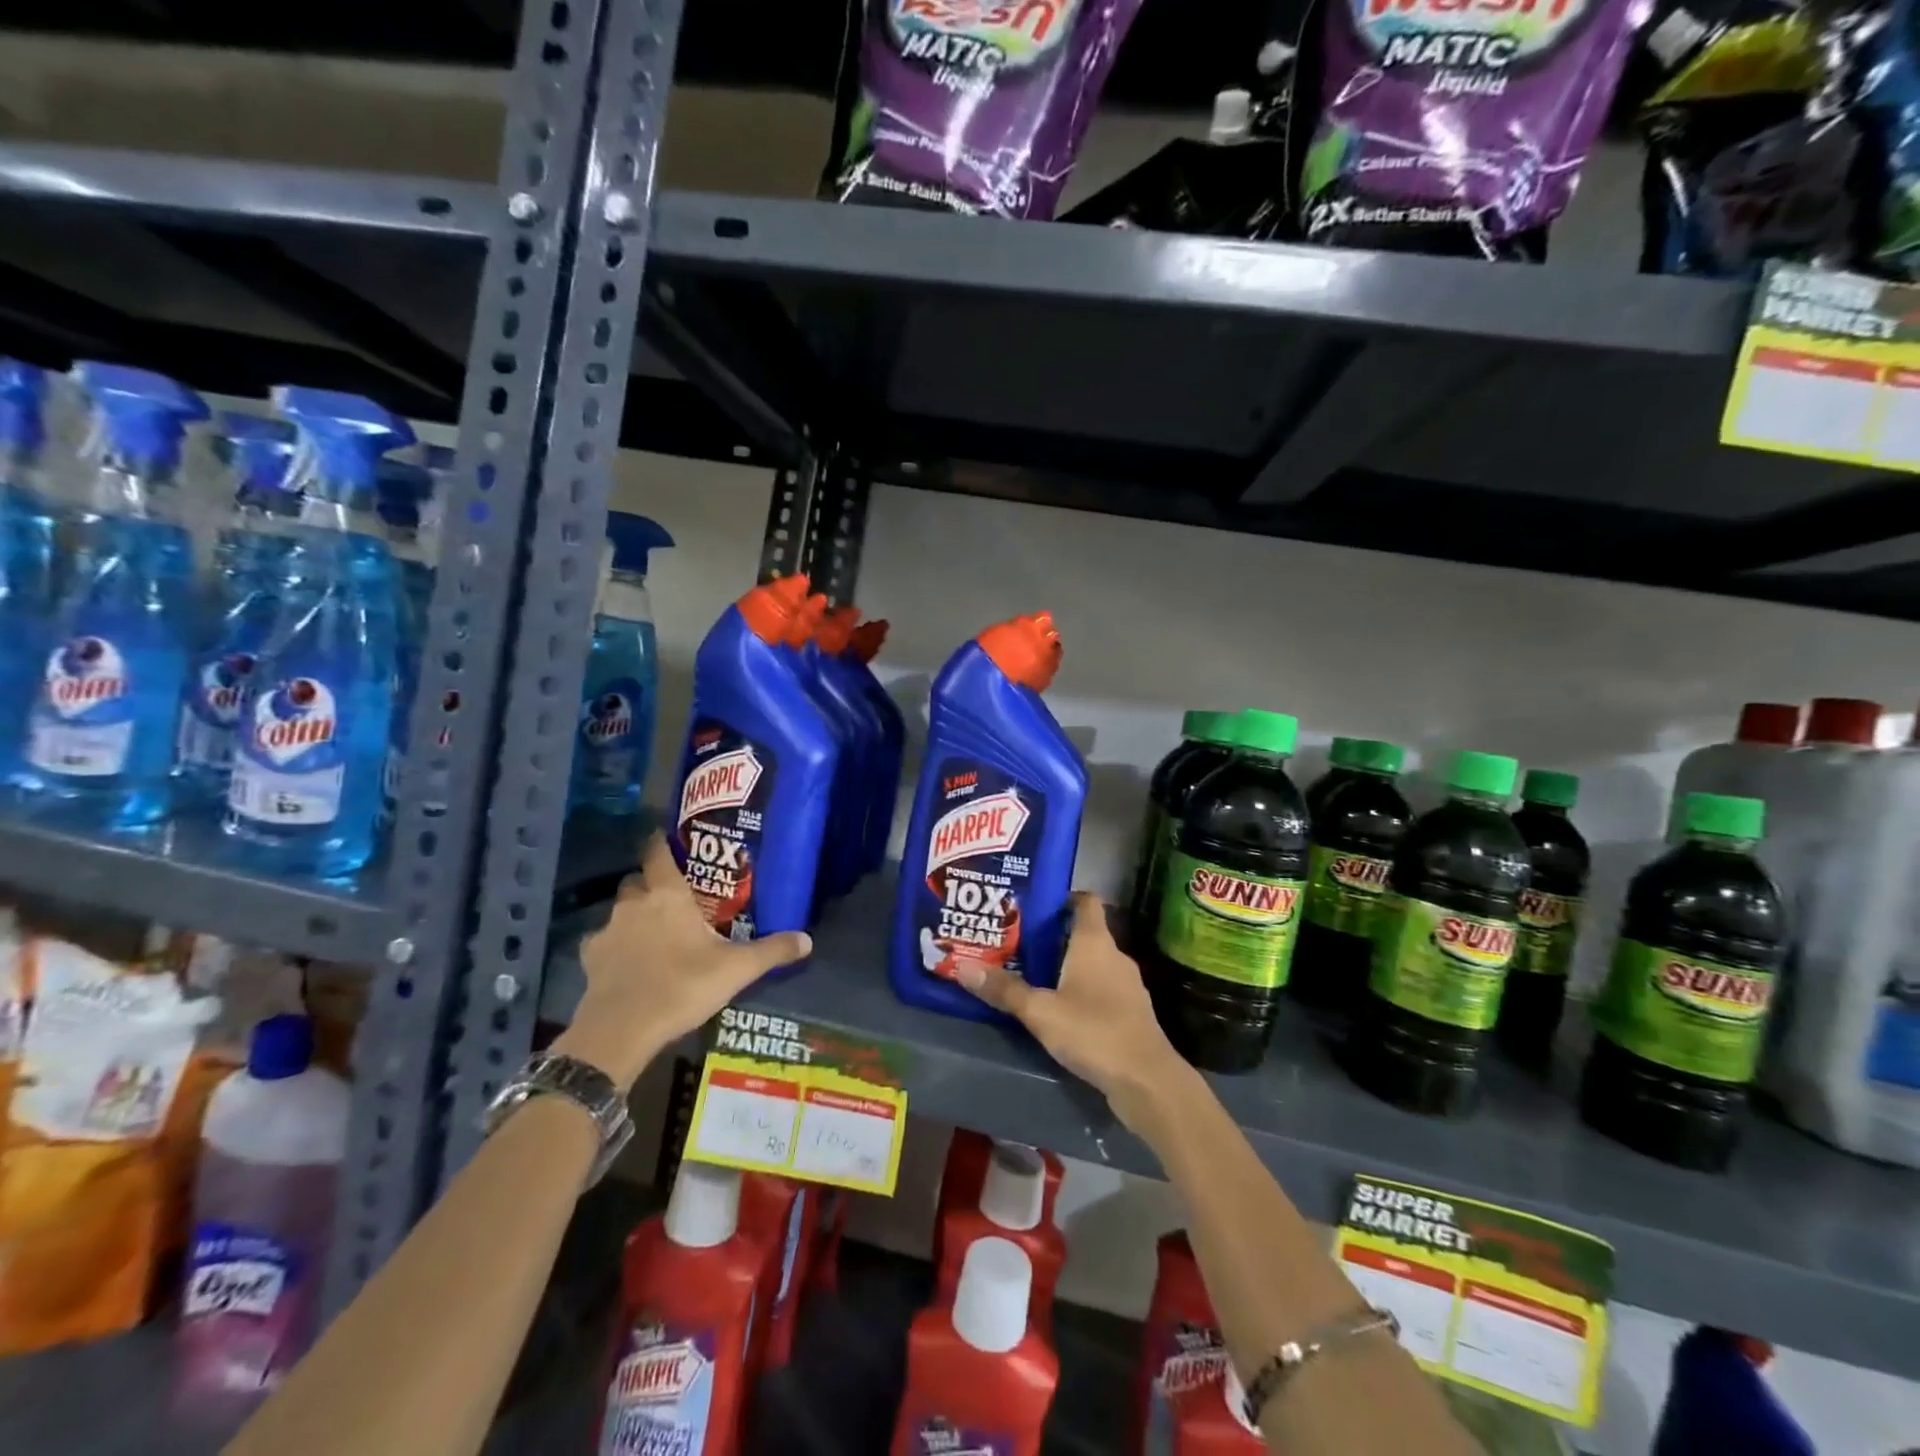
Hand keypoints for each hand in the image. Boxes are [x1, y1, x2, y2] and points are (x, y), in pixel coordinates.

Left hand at [556, 833, 810, 1089]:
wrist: (622, 1029)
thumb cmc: (683, 986)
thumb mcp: (736, 970)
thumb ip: (771, 951)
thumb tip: (807, 940)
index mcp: (668, 896)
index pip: (658, 853)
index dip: (662, 844)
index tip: (669, 840)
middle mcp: (634, 904)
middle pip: (637, 881)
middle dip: (650, 884)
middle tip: (673, 898)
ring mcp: (608, 930)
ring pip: (620, 910)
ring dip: (634, 915)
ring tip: (654, 932)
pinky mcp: (589, 959)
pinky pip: (603, 941)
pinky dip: (615, 946)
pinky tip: (628, 962)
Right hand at [953, 892, 1191, 1129]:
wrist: (1147, 1081)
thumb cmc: (1093, 1032)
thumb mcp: (1040, 1012)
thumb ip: (1004, 990)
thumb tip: (962, 967)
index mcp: (1095, 943)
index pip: (1086, 901)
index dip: (1062, 896)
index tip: (1033, 902)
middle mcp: (1114, 956)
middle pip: (1083, 932)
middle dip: (1052, 934)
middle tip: (1016, 939)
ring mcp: (1126, 985)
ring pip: (1091, 962)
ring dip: (1065, 964)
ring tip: (1031, 972)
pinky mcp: (1129, 1012)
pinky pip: (1100, 988)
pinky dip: (1080, 990)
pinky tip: (1058, 1007)